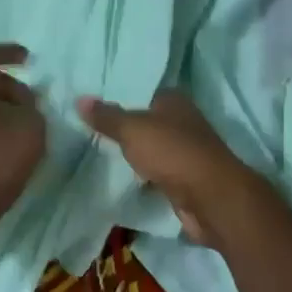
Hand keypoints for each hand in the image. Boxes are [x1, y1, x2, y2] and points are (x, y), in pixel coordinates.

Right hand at [78, 90, 264, 246]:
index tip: (94, 105)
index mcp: (174, 101)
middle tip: (92, 130)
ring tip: (101, 153)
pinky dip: (145, 176)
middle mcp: (183, 122)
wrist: (211, 198)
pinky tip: (125, 178)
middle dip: (127, 127)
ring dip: (137, 153)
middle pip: (148, 121)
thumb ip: (107, 116)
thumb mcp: (132, 130)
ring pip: (154, 148)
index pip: (143, 92)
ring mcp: (187, 152)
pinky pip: (159, 173)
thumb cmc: (172, 153)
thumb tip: (79, 98)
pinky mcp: (187, 180)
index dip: (121, 97)